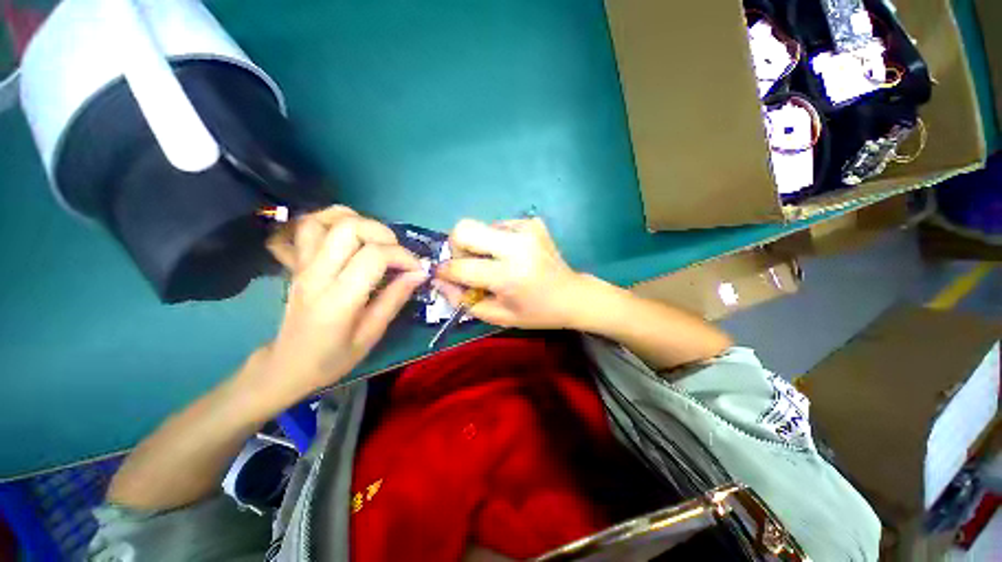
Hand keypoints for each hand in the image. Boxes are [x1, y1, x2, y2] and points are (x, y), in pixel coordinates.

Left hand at [247, 207, 425, 406]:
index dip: (402, 257)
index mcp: (337, 300)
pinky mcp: (298, 261)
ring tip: (377, 241)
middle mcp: (317, 274)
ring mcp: (303, 264)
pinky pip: (311, 225)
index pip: (373, 256)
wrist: (288, 364)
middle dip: (384, 235)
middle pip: (350, 228)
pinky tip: (353, 234)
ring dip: (360, 221)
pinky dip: (334, 219)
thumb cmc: (333, 357)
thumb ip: (395, 299)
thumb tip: (419, 274)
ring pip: (327, 219)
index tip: (417, 269)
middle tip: (398, 254)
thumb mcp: (371, 335)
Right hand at [434, 218, 591, 329]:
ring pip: (481, 226)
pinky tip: (511, 255)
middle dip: (456, 247)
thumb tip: (439, 281)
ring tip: (495, 262)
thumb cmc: (536, 312)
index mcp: (508, 275)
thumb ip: (463, 300)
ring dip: (480, 244)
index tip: (442, 275)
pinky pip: (499, 225)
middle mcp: (516, 246)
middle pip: (464, 228)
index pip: (460, 267)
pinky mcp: (532, 223)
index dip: (444, 271)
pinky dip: (497, 240)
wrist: (572, 295)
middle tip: (467, 263)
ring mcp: (526, 229)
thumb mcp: (498, 316)